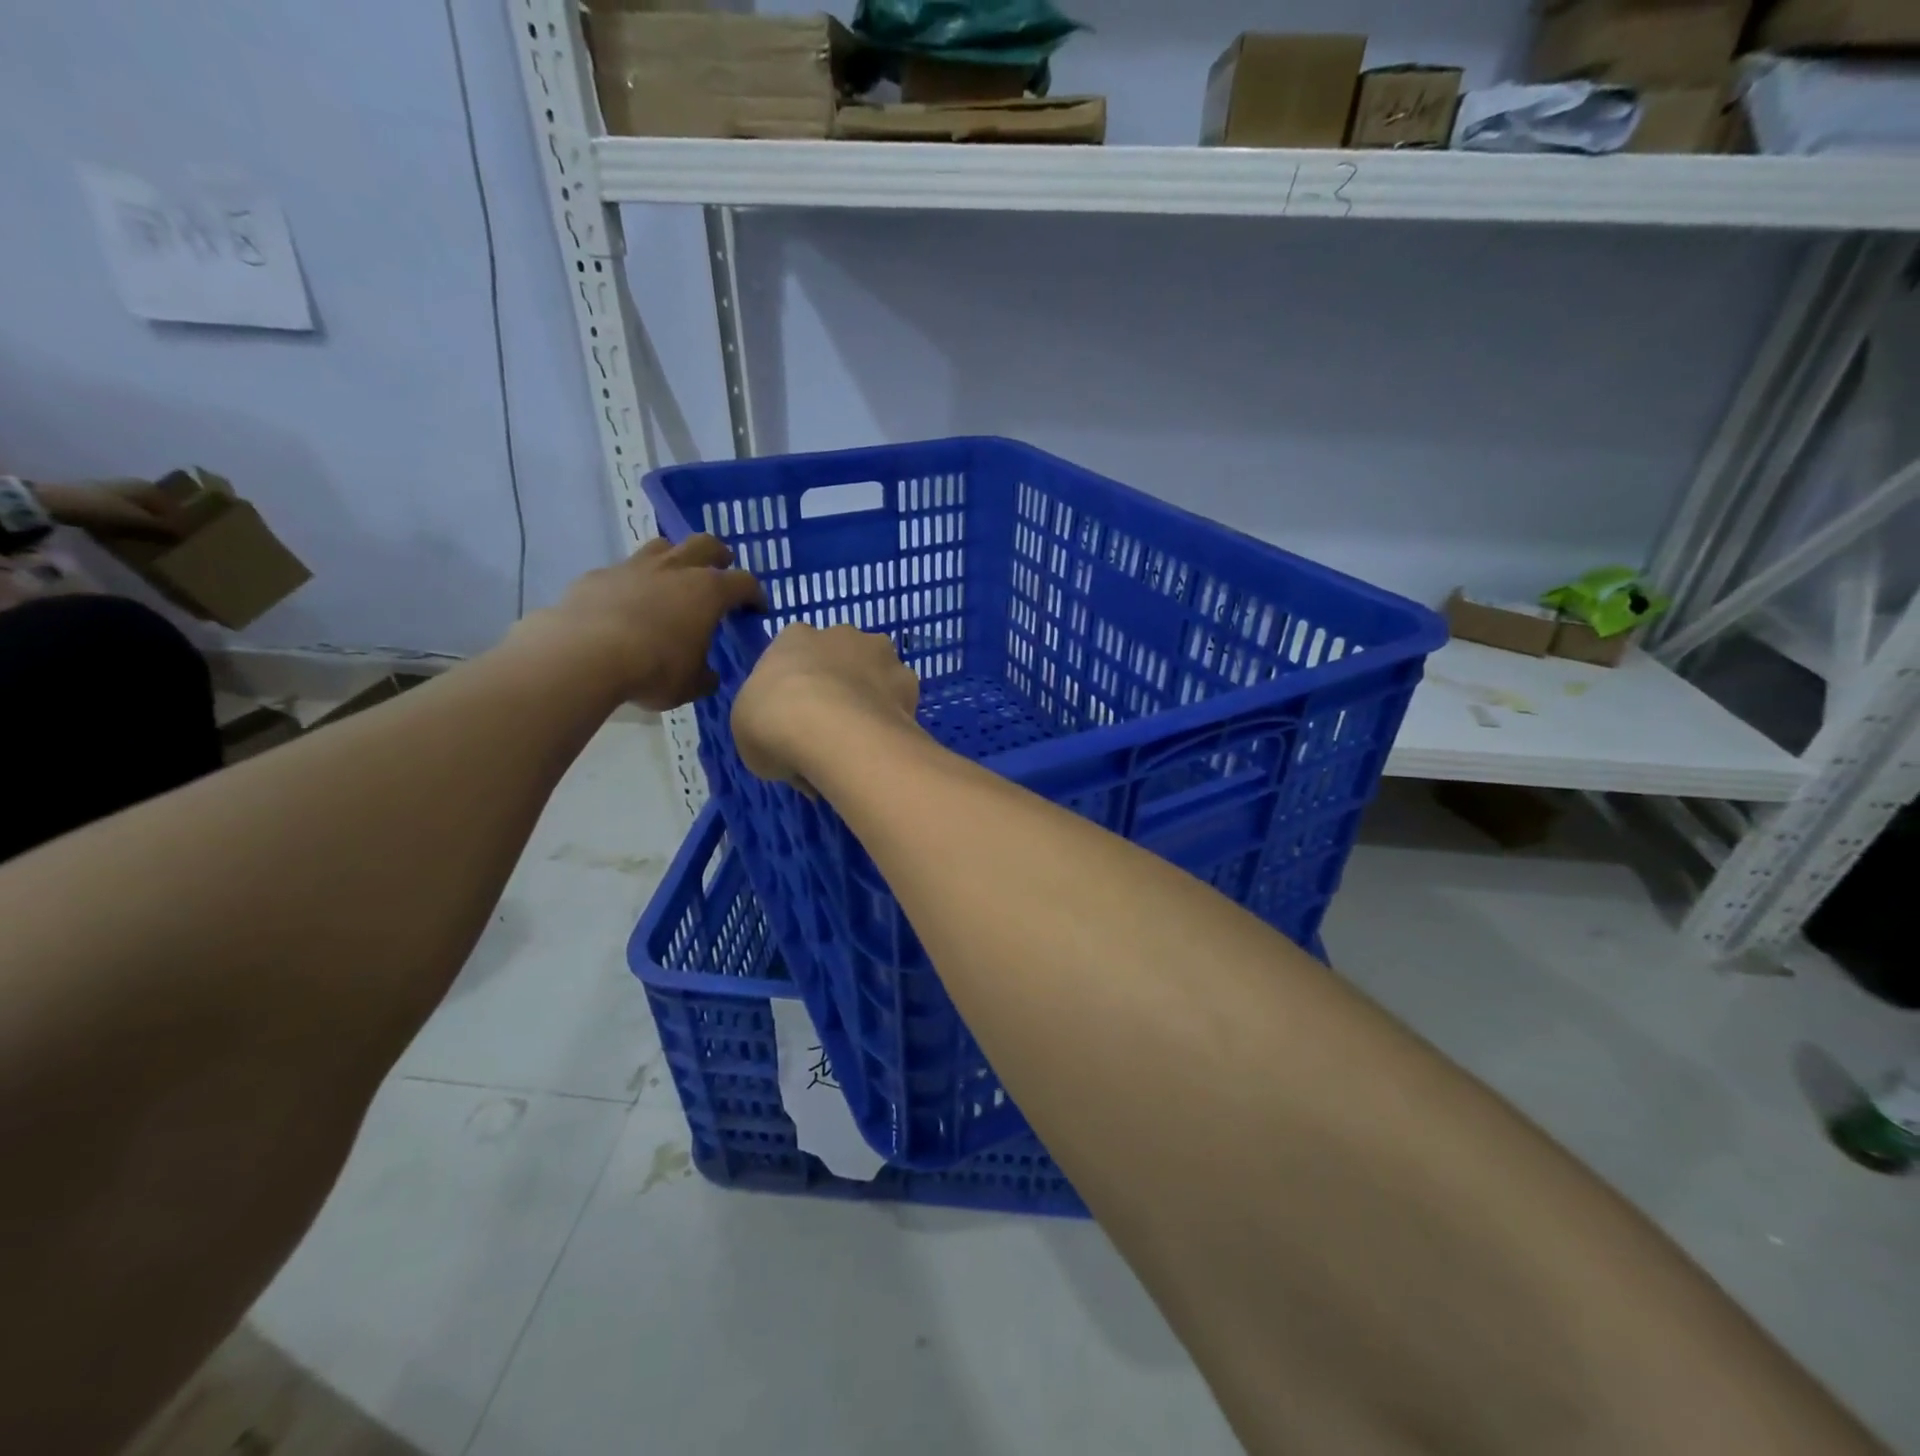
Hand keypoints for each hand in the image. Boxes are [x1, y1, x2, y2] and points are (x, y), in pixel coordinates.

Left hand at [34, 481, 184, 540]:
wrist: (55, 502)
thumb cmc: (105, 509)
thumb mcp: (140, 521)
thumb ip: (164, 529)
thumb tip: (184, 536)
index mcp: (148, 487)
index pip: (173, 505)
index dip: (179, 520)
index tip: (183, 534)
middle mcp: (134, 484)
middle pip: (155, 506)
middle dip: (161, 520)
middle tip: (166, 537)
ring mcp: (113, 488)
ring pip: (138, 508)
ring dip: (144, 520)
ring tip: (146, 536)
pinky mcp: (97, 496)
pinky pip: (122, 510)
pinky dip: (128, 519)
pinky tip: (126, 530)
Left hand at [520, 534, 763, 710]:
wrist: (584, 655)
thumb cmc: (653, 669)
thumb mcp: (691, 685)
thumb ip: (705, 676)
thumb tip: (709, 675)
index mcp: (708, 592)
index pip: (744, 582)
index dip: (755, 595)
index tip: (757, 609)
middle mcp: (675, 569)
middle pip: (705, 544)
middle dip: (718, 556)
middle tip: (721, 571)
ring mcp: (634, 567)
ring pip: (662, 547)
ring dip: (674, 559)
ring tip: (673, 581)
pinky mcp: (598, 576)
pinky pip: (623, 572)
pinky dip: (633, 584)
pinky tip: (626, 606)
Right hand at [731, 623, 920, 789]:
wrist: (831, 731)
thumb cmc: (773, 723)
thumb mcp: (746, 728)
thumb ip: (767, 722)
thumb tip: (787, 743)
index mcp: (794, 637)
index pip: (795, 654)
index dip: (795, 688)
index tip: (794, 719)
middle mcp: (841, 634)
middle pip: (840, 659)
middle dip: (838, 687)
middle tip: (829, 731)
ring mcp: (880, 654)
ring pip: (875, 676)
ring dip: (870, 701)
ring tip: (860, 744)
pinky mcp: (910, 681)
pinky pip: (899, 704)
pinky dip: (892, 723)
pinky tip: (882, 749)